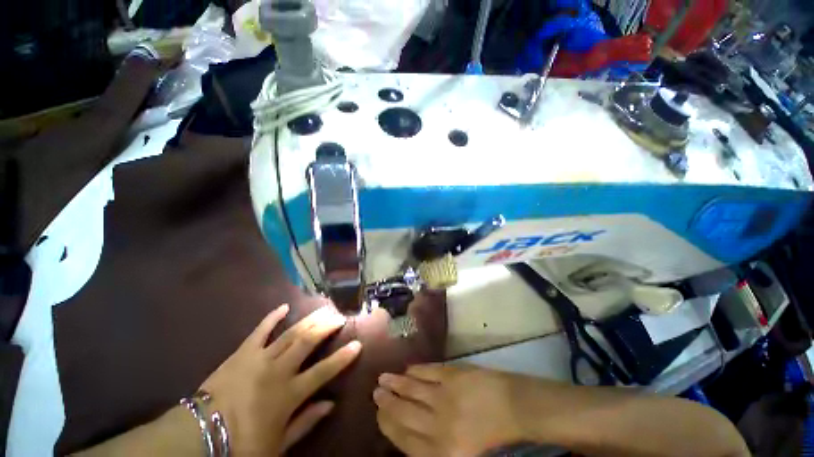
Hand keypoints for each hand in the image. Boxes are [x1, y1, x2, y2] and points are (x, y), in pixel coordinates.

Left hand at [200, 305, 361, 454]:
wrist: (199, 435)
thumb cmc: (241, 443)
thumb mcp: (278, 444)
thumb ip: (306, 422)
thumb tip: (330, 404)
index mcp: (289, 393)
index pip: (324, 371)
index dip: (343, 357)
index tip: (357, 344)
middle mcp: (279, 370)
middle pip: (308, 342)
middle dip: (327, 327)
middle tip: (339, 316)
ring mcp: (260, 358)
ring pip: (291, 333)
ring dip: (309, 320)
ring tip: (323, 310)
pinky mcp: (242, 352)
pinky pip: (259, 331)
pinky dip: (272, 318)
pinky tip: (283, 307)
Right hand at [374, 364, 527, 456]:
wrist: (514, 408)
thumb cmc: (490, 438)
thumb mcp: (460, 454)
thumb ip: (432, 446)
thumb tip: (407, 431)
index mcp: (441, 452)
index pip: (404, 439)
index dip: (388, 424)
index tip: (378, 413)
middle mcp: (438, 425)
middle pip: (404, 413)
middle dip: (387, 402)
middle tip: (375, 392)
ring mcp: (445, 396)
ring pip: (412, 389)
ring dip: (396, 383)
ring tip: (383, 378)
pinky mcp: (452, 374)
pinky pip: (428, 371)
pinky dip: (416, 370)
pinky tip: (408, 369)